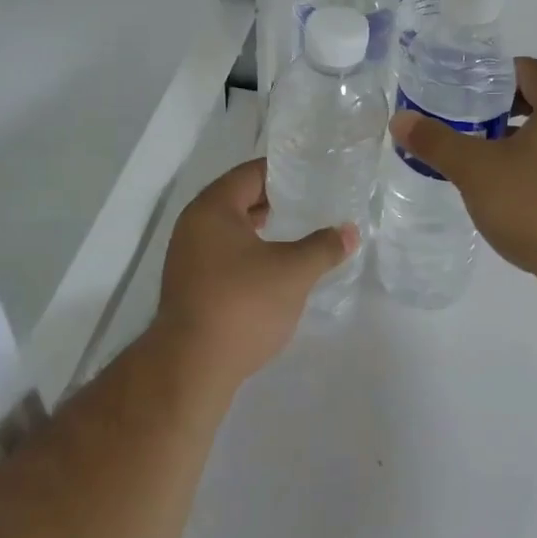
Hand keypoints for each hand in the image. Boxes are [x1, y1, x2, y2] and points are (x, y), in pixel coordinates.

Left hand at [152, 157, 357, 392]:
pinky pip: (221, 252)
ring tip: (294, 231)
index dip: (282, 171)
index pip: (250, 173)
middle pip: (237, 197)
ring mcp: (186, 256)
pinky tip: (271, 266)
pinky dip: (246, 250)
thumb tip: (350, 231)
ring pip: (228, 227)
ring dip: (259, 226)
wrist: (191, 367)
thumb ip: (323, 247)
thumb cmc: (243, 304)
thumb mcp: (293, 272)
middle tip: (309, 200)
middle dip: (272, 199)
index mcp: (213, 207)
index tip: (311, 174)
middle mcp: (193, 224)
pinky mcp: (188, 284)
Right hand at [390, 57, 536, 294]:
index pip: (532, 70)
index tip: (467, 89)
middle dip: (504, 111)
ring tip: (483, 161)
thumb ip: (437, 142)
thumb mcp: (476, 170)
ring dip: (521, 144)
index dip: (497, 75)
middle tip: (467, 124)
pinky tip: (511, 196)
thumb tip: (401, 120)